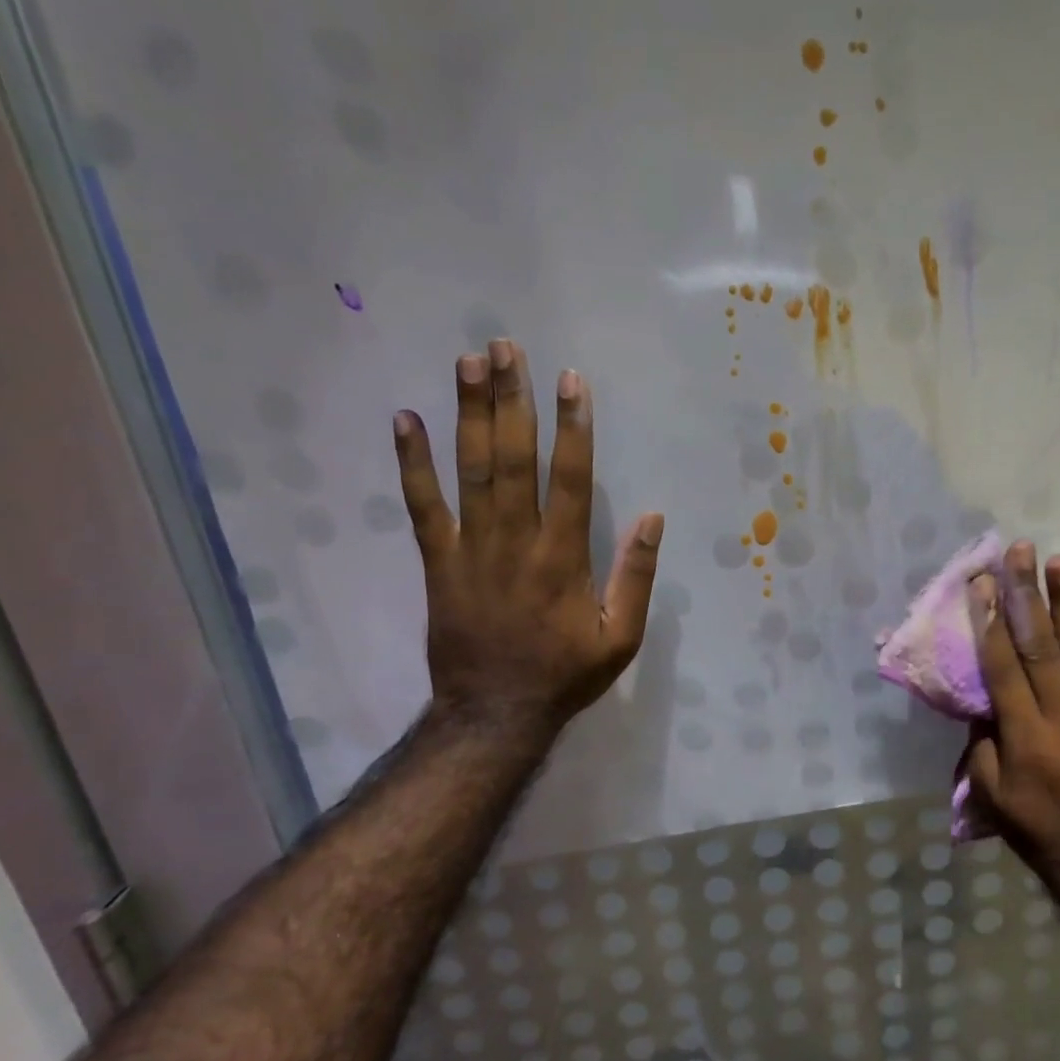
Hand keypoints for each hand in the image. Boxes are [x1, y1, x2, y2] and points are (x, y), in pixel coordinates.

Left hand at [392, 340, 663, 738]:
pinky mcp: (437, 563)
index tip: (571, 380)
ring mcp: (471, 549)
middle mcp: (516, 542)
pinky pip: (422, 507)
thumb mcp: (621, 637)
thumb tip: (654, 518)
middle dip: (512, 400)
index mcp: (564, 558)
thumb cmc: (565, 674)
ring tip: (468, 362)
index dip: (572, 427)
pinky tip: (405, 419)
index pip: (570, 479)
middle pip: (514, 459)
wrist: (495, 713)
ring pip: (471, 471)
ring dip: (469, 414)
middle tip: (506, 347)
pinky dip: (412, 464)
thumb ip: (637, 577)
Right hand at [963, 541, 1059, 876]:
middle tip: (1020, 553)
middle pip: (1040, 644)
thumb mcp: (990, 792)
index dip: (990, 620)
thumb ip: (982, 742)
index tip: (982, 582)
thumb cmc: (1034, 824)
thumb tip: (985, 700)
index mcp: (1023, 732)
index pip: (1002, 665)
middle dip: (1027, 594)